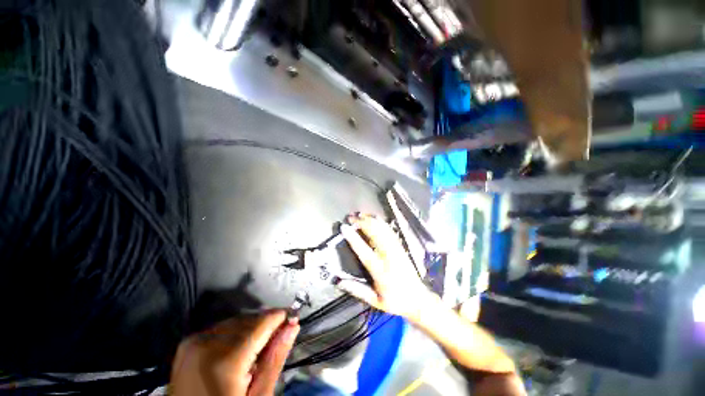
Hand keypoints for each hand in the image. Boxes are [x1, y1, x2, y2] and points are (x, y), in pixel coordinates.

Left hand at [170, 311, 298, 395]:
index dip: (280, 317)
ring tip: (257, 348)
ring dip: (252, 328)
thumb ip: (275, 359)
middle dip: (266, 325)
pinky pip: (223, 327)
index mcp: (224, 361)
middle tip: (276, 340)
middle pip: (250, 320)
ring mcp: (194, 342)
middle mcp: (207, 344)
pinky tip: (240, 349)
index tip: (293, 318)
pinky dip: (237, 332)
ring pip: (237, 321)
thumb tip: (293, 326)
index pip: (262, 323)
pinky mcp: (188, 343)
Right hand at [339, 214, 432, 320]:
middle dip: (362, 223)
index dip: (353, 238)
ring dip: (371, 220)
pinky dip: (381, 223)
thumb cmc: (395, 301)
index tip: (344, 228)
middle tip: (350, 217)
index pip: (364, 251)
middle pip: (375, 234)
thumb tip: (339, 282)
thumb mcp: (375, 301)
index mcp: (380, 271)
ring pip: (383, 229)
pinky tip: (375, 218)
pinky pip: (390, 231)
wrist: (418, 299)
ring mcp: (396, 250)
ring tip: (360, 214)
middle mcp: (389, 257)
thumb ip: (357, 290)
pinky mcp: (400, 247)